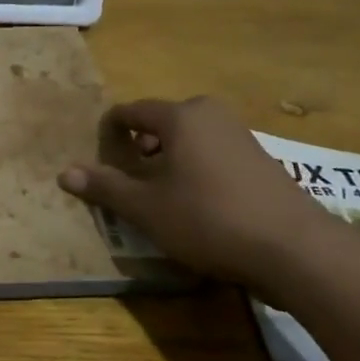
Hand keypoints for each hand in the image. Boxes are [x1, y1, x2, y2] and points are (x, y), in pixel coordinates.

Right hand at [58, 97, 341, 299]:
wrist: (295, 249)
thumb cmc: (208, 219)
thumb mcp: (146, 207)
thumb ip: (105, 186)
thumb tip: (64, 173)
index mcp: (180, 116)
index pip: (130, 112)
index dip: (108, 132)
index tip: (97, 158)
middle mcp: (211, 115)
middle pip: (161, 124)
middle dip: (139, 149)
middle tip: (128, 182)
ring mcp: (241, 135)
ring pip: (188, 140)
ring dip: (167, 162)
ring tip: (159, 197)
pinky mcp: (261, 160)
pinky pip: (212, 155)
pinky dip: (194, 171)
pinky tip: (196, 205)